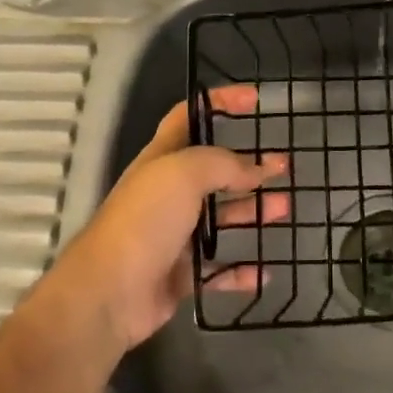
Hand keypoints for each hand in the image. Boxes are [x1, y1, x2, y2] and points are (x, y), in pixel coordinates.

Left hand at [55, 85, 287, 349]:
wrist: (109, 293)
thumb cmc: (145, 220)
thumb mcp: (184, 173)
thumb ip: (223, 164)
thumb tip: (255, 169)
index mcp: (162, 160)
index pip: (189, 117)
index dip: (219, 102)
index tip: (255, 99)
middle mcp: (168, 193)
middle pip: (213, 171)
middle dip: (249, 165)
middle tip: (283, 165)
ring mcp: (174, 235)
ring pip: (221, 218)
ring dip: (252, 211)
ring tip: (284, 208)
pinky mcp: (181, 274)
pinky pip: (219, 269)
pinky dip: (242, 270)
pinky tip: (266, 269)